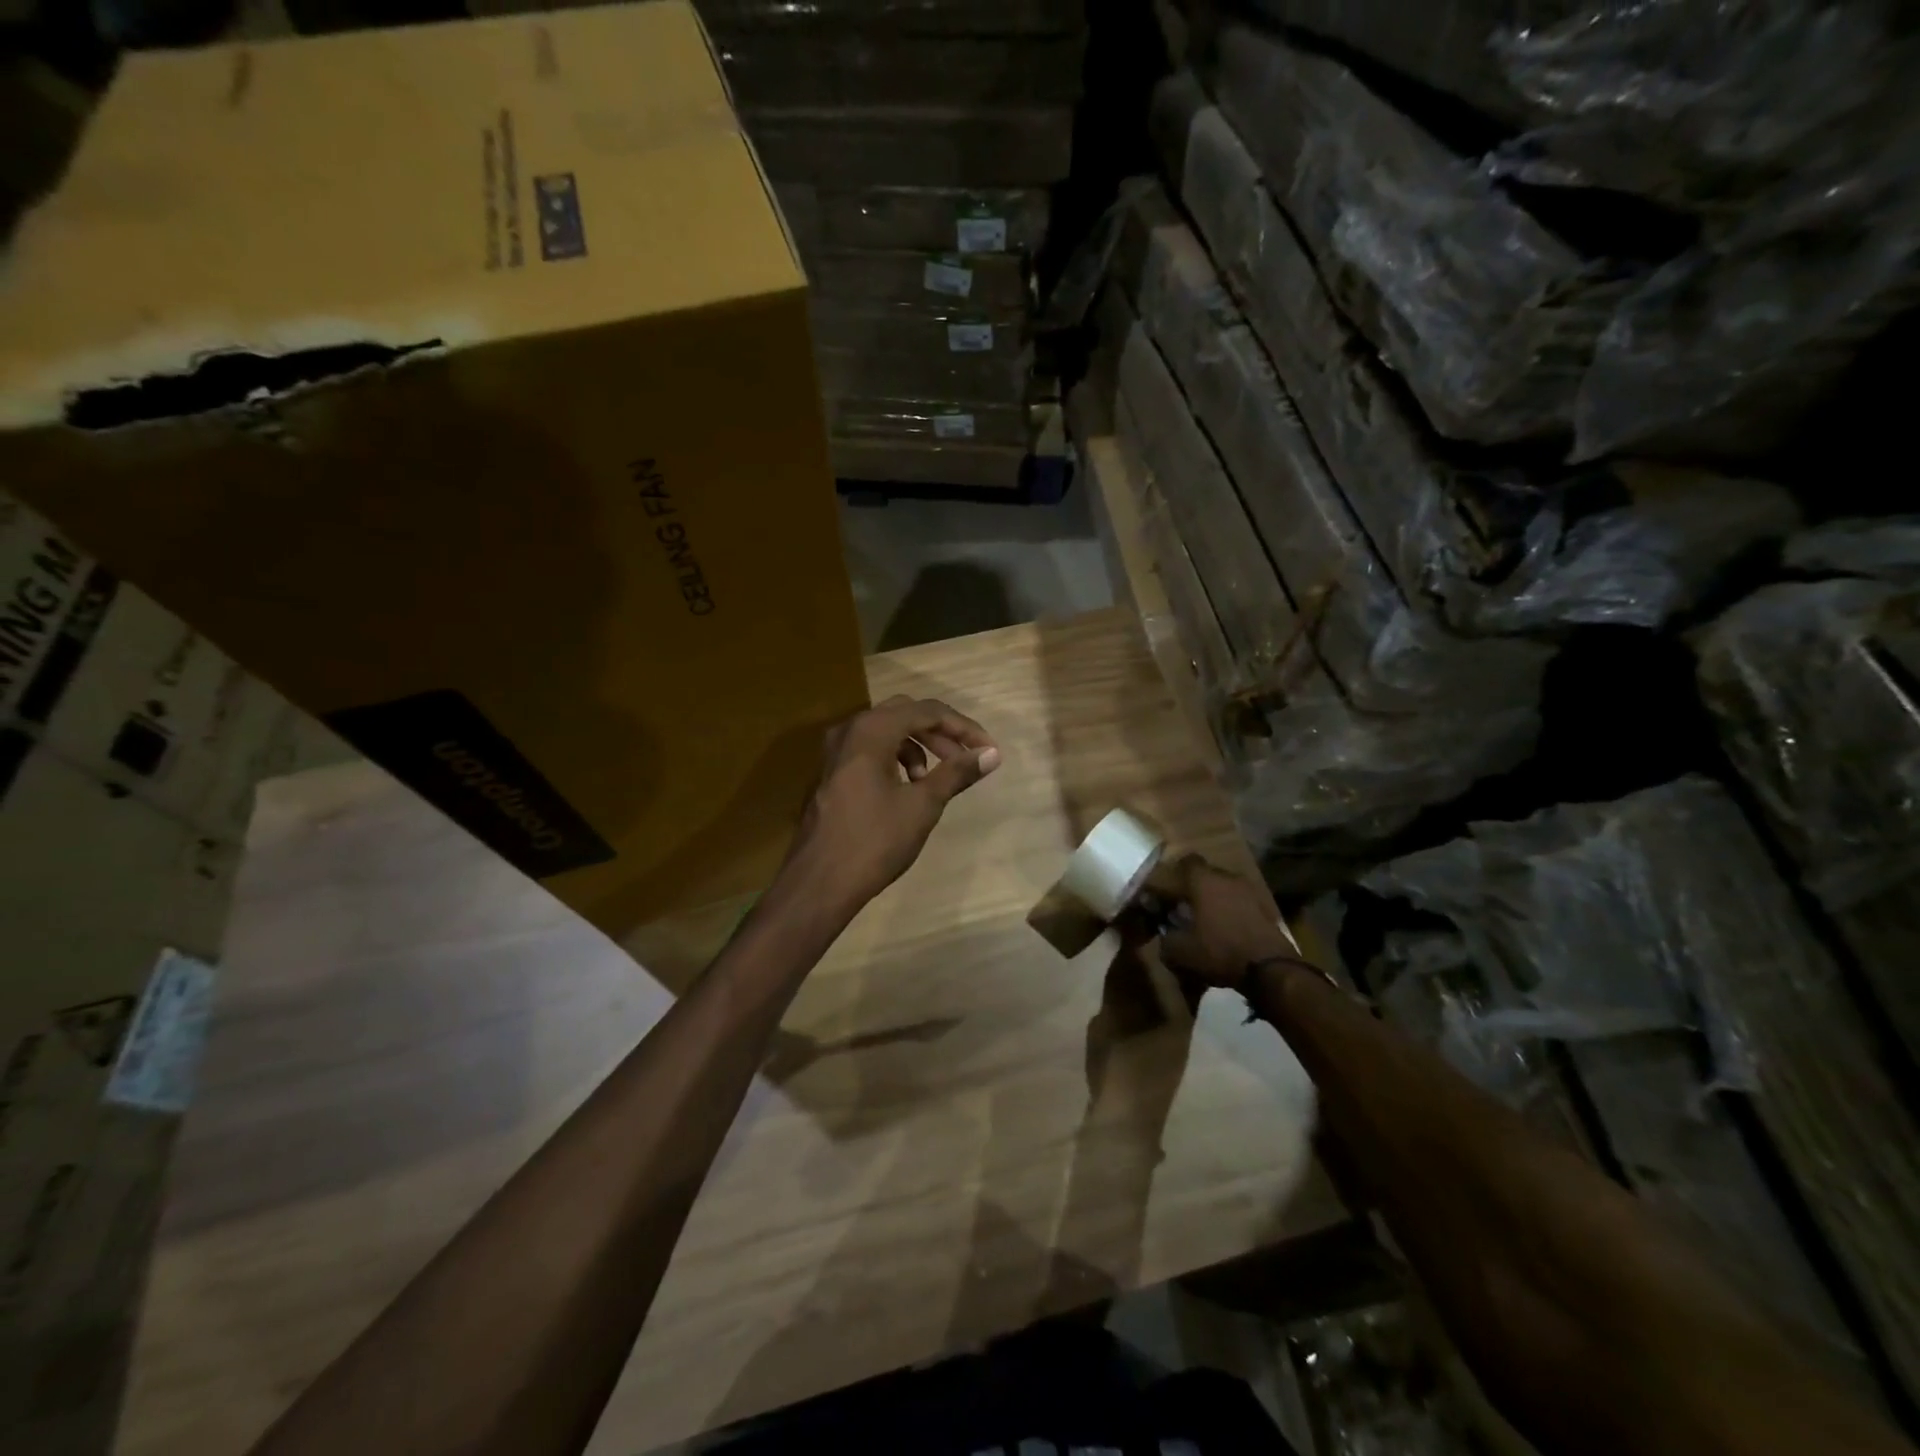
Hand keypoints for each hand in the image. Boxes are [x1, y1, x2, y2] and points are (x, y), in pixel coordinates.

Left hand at [783, 695, 999, 914]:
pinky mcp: (832, 772)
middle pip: (905, 714)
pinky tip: (908, 788)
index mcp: (872, 730)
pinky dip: (895, 759)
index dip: (963, 727)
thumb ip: (956, 773)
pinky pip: (871, 751)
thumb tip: (991, 754)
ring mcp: (836, 751)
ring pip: (887, 732)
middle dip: (940, 733)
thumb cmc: (875, 841)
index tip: (989, 749)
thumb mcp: (922, 805)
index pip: (927, 711)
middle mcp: (850, 730)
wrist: (820, 882)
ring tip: (934, 779)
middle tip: (965, 759)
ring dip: (918, 747)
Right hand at [1154, 854, 1293, 989]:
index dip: (1173, 875)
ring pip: (1224, 888)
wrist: (1271, 968)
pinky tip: (1226, 931)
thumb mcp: (1180, 952)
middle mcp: (1226, 878)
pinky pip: (1239, 903)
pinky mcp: (1265, 908)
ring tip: (1205, 922)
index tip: (1165, 892)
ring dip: (1213, 900)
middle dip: (1192, 888)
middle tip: (1183, 909)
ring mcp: (1249, 891)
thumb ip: (1165, 939)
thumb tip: (1164, 935)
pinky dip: (1230, 912)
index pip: (1184, 862)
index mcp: (1203, 880)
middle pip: (1205, 874)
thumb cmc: (1219, 951)